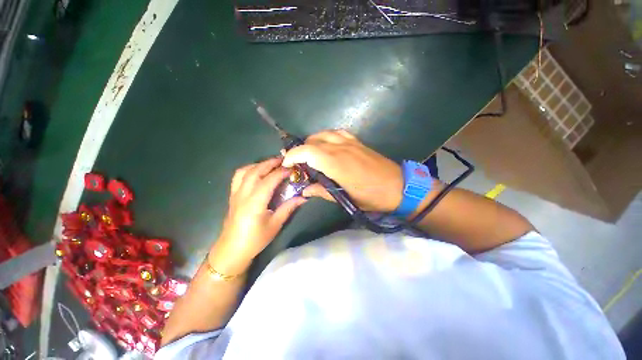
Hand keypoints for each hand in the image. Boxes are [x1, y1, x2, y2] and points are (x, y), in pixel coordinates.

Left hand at [209, 158, 306, 274]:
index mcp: (254, 203)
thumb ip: (288, 208)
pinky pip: (238, 176)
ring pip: (244, 171)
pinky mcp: (232, 195)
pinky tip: (257, 172)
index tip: (292, 168)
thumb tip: (303, 197)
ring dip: (259, 164)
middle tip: (284, 160)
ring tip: (271, 164)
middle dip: (270, 163)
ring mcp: (235, 193)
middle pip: (255, 171)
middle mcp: (243, 194)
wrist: (231, 250)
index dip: (281, 172)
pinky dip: (249, 169)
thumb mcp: (275, 225)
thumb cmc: (255, 240)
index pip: (269, 180)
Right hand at [282, 130, 402, 211]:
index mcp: (336, 163)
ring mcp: (350, 142)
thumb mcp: (345, 198)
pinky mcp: (358, 142)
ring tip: (309, 154)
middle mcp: (341, 148)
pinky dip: (326, 137)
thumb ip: (321, 191)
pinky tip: (326, 146)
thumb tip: (305, 190)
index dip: (293, 155)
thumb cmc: (371, 196)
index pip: (307, 151)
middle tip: (297, 163)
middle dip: (300, 150)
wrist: (399, 187)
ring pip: (323, 134)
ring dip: (312, 142)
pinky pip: (337, 133)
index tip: (286, 164)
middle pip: (313, 141)